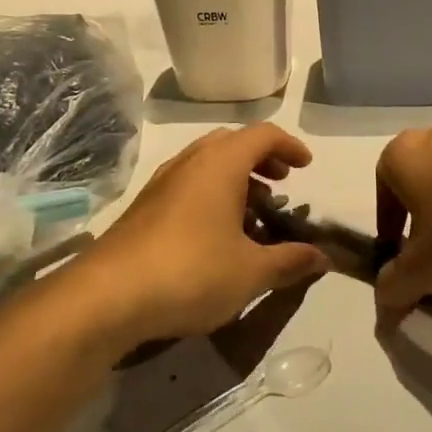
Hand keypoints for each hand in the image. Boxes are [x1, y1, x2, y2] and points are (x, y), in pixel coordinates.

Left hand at [77, 124, 330, 348]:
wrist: (107, 297)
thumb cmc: (191, 272)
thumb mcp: (251, 272)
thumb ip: (290, 261)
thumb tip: (324, 257)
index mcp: (220, 164)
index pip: (262, 135)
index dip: (289, 146)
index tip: (306, 167)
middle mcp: (189, 163)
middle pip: (231, 144)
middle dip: (261, 160)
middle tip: (280, 186)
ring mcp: (161, 184)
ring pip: (206, 165)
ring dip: (235, 180)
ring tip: (253, 217)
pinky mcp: (143, 209)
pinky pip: (186, 187)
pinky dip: (210, 197)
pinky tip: (216, 238)